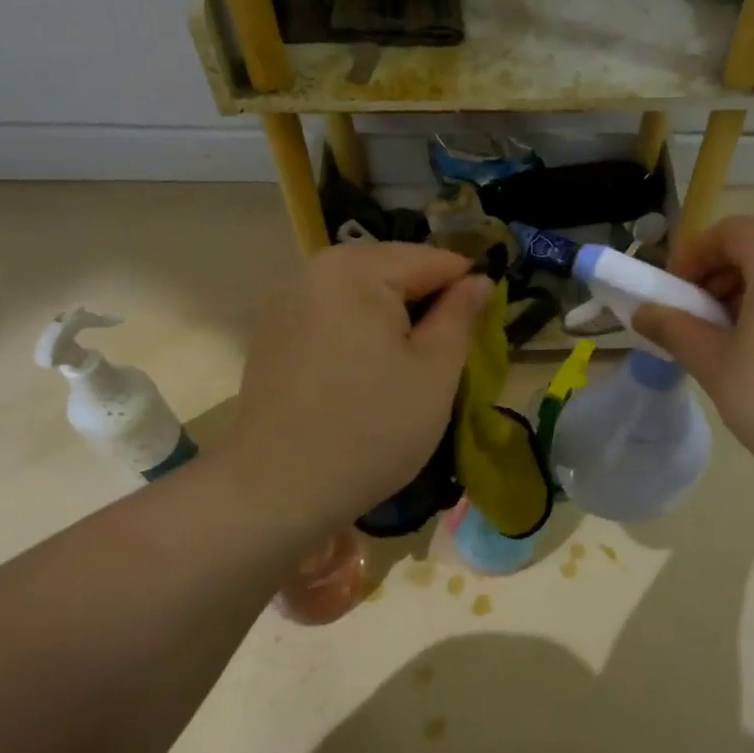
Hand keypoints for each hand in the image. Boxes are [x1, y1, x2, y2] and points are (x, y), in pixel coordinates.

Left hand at [228, 242, 489, 530]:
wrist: (276, 492)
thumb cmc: (371, 430)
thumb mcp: (435, 373)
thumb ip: (461, 316)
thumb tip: (478, 281)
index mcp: (357, 269)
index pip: (435, 261)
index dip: (468, 293)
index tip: (480, 337)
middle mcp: (314, 272)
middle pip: (395, 274)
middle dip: (427, 309)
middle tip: (444, 362)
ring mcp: (286, 305)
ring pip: (364, 299)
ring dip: (394, 326)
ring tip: (407, 375)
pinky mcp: (272, 338)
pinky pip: (334, 321)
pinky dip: (360, 339)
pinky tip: (365, 382)